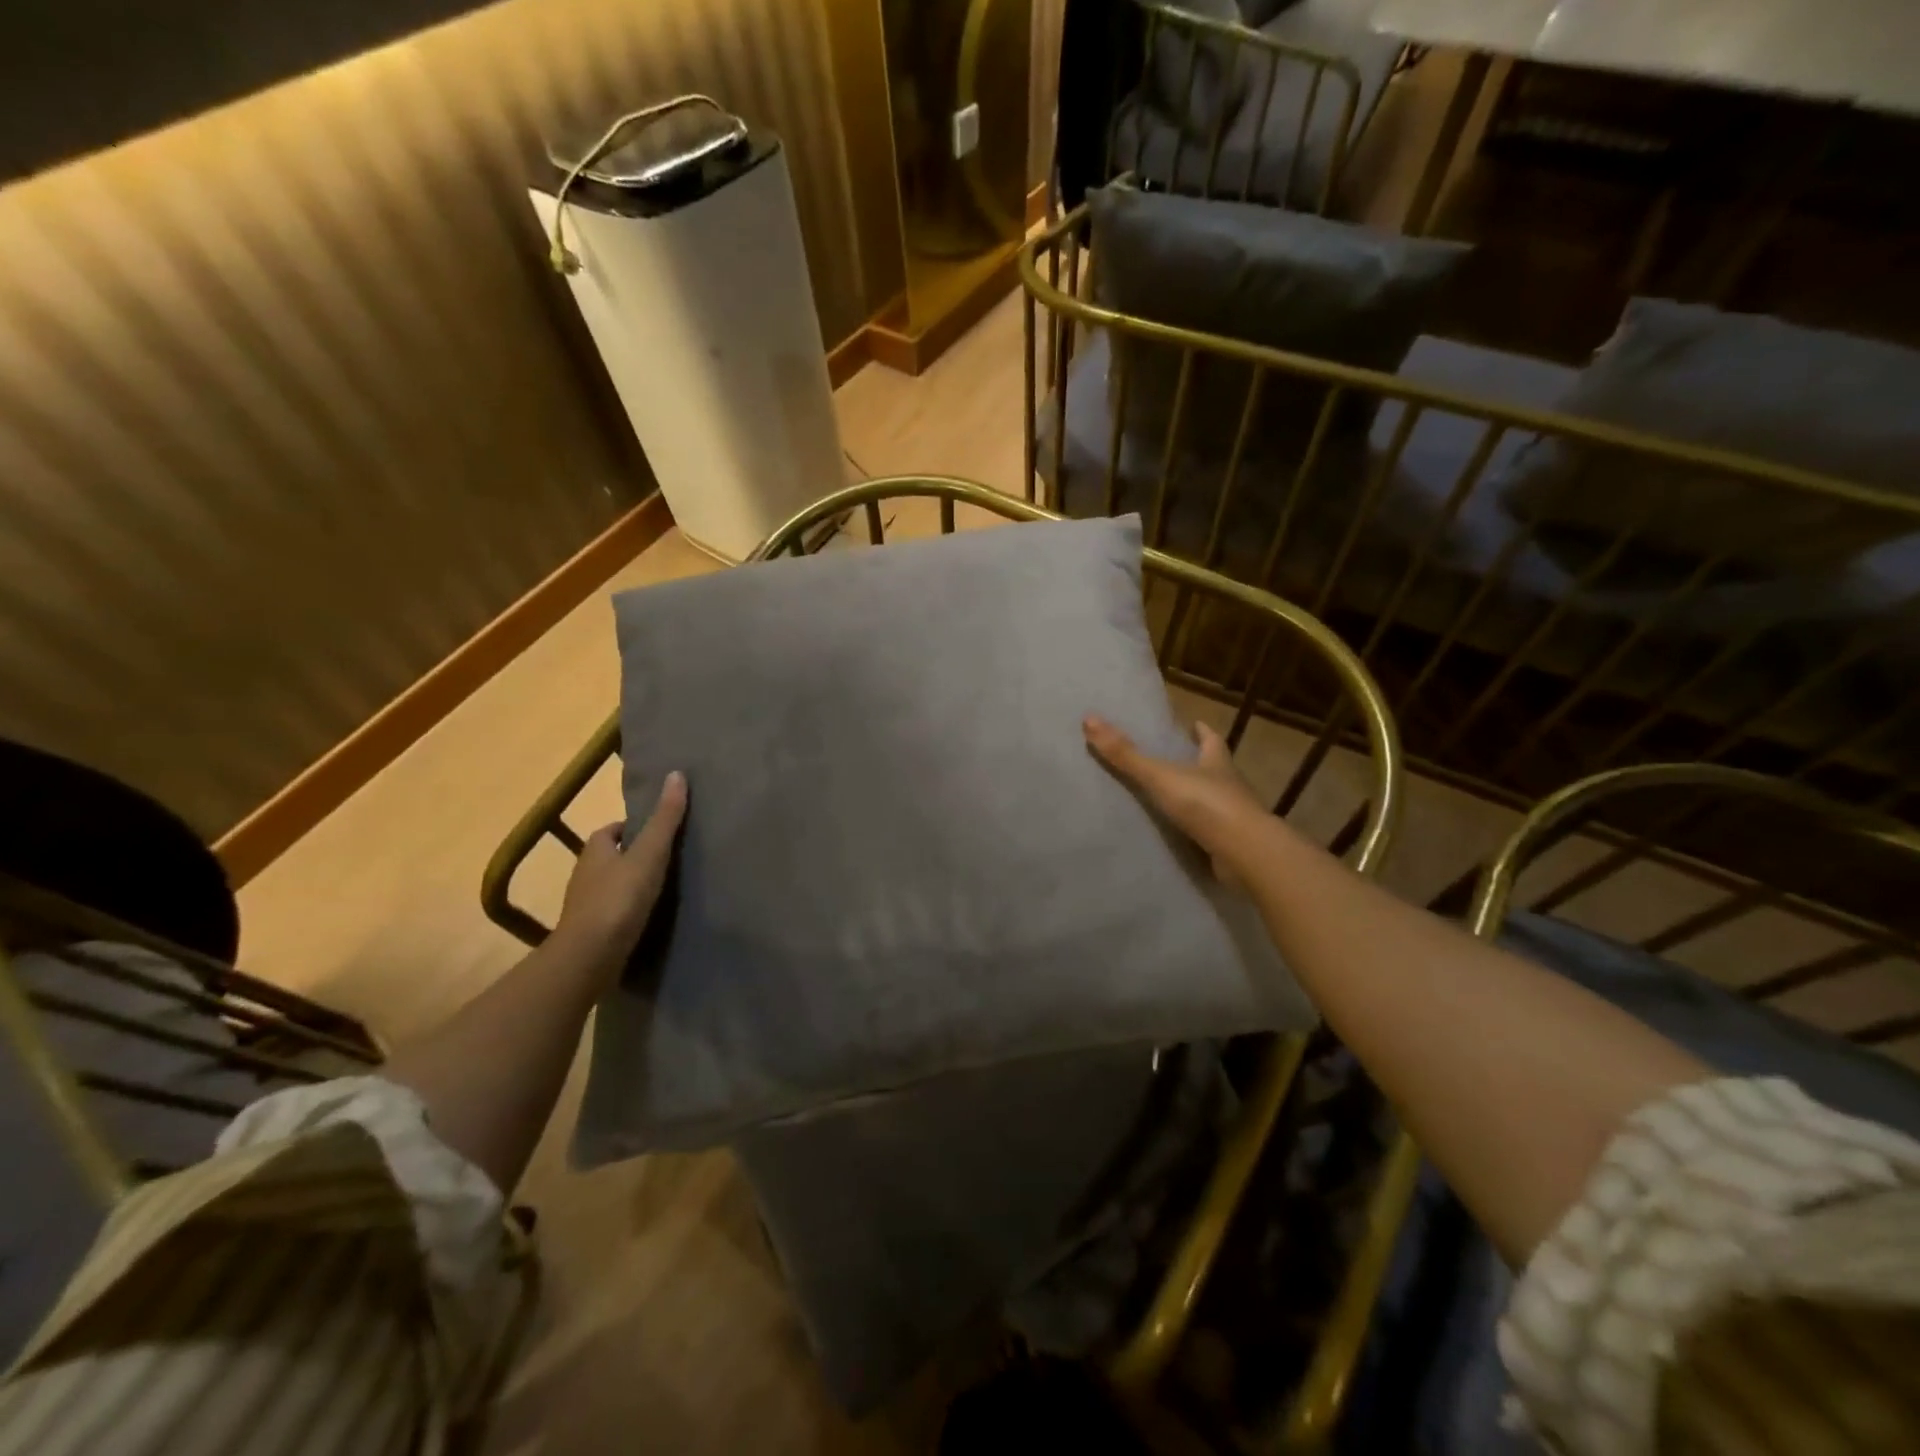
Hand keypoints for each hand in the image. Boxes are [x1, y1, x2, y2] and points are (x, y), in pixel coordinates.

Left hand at [551, 771, 687, 982]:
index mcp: (595, 850)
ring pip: (611, 886)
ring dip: (631, 885)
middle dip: (633, 855)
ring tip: (665, 888)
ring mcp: (585, 906)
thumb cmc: (618, 899)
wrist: (589, 958)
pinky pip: (613, 913)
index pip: (611, 830)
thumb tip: (676, 774)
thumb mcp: (649, 854)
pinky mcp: (591, 933)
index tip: (659, 832)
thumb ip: (664, 819)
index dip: (633, 827)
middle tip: (668, 858)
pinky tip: (650, 918)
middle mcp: (584, 875)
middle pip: (611, 857)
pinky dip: (629, 911)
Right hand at [1084, 716, 1269, 883]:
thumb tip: (1089, 719)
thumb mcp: (1160, 776)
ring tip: (1171, 798)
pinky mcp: (1231, 845)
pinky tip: (1180, 835)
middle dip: (1199, 763)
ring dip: (1197, 798)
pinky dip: (1197, 830)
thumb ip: (1126, 754)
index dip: (1202, 731)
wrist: (1245, 854)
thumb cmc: (1206, 805)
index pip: (1211, 740)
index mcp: (1216, 763)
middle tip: (1176, 759)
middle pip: (1214, 768)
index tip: (1194, 724)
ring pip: (1214, 800)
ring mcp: (1233, 817)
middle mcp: (1229, 786)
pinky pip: (1210, 832)